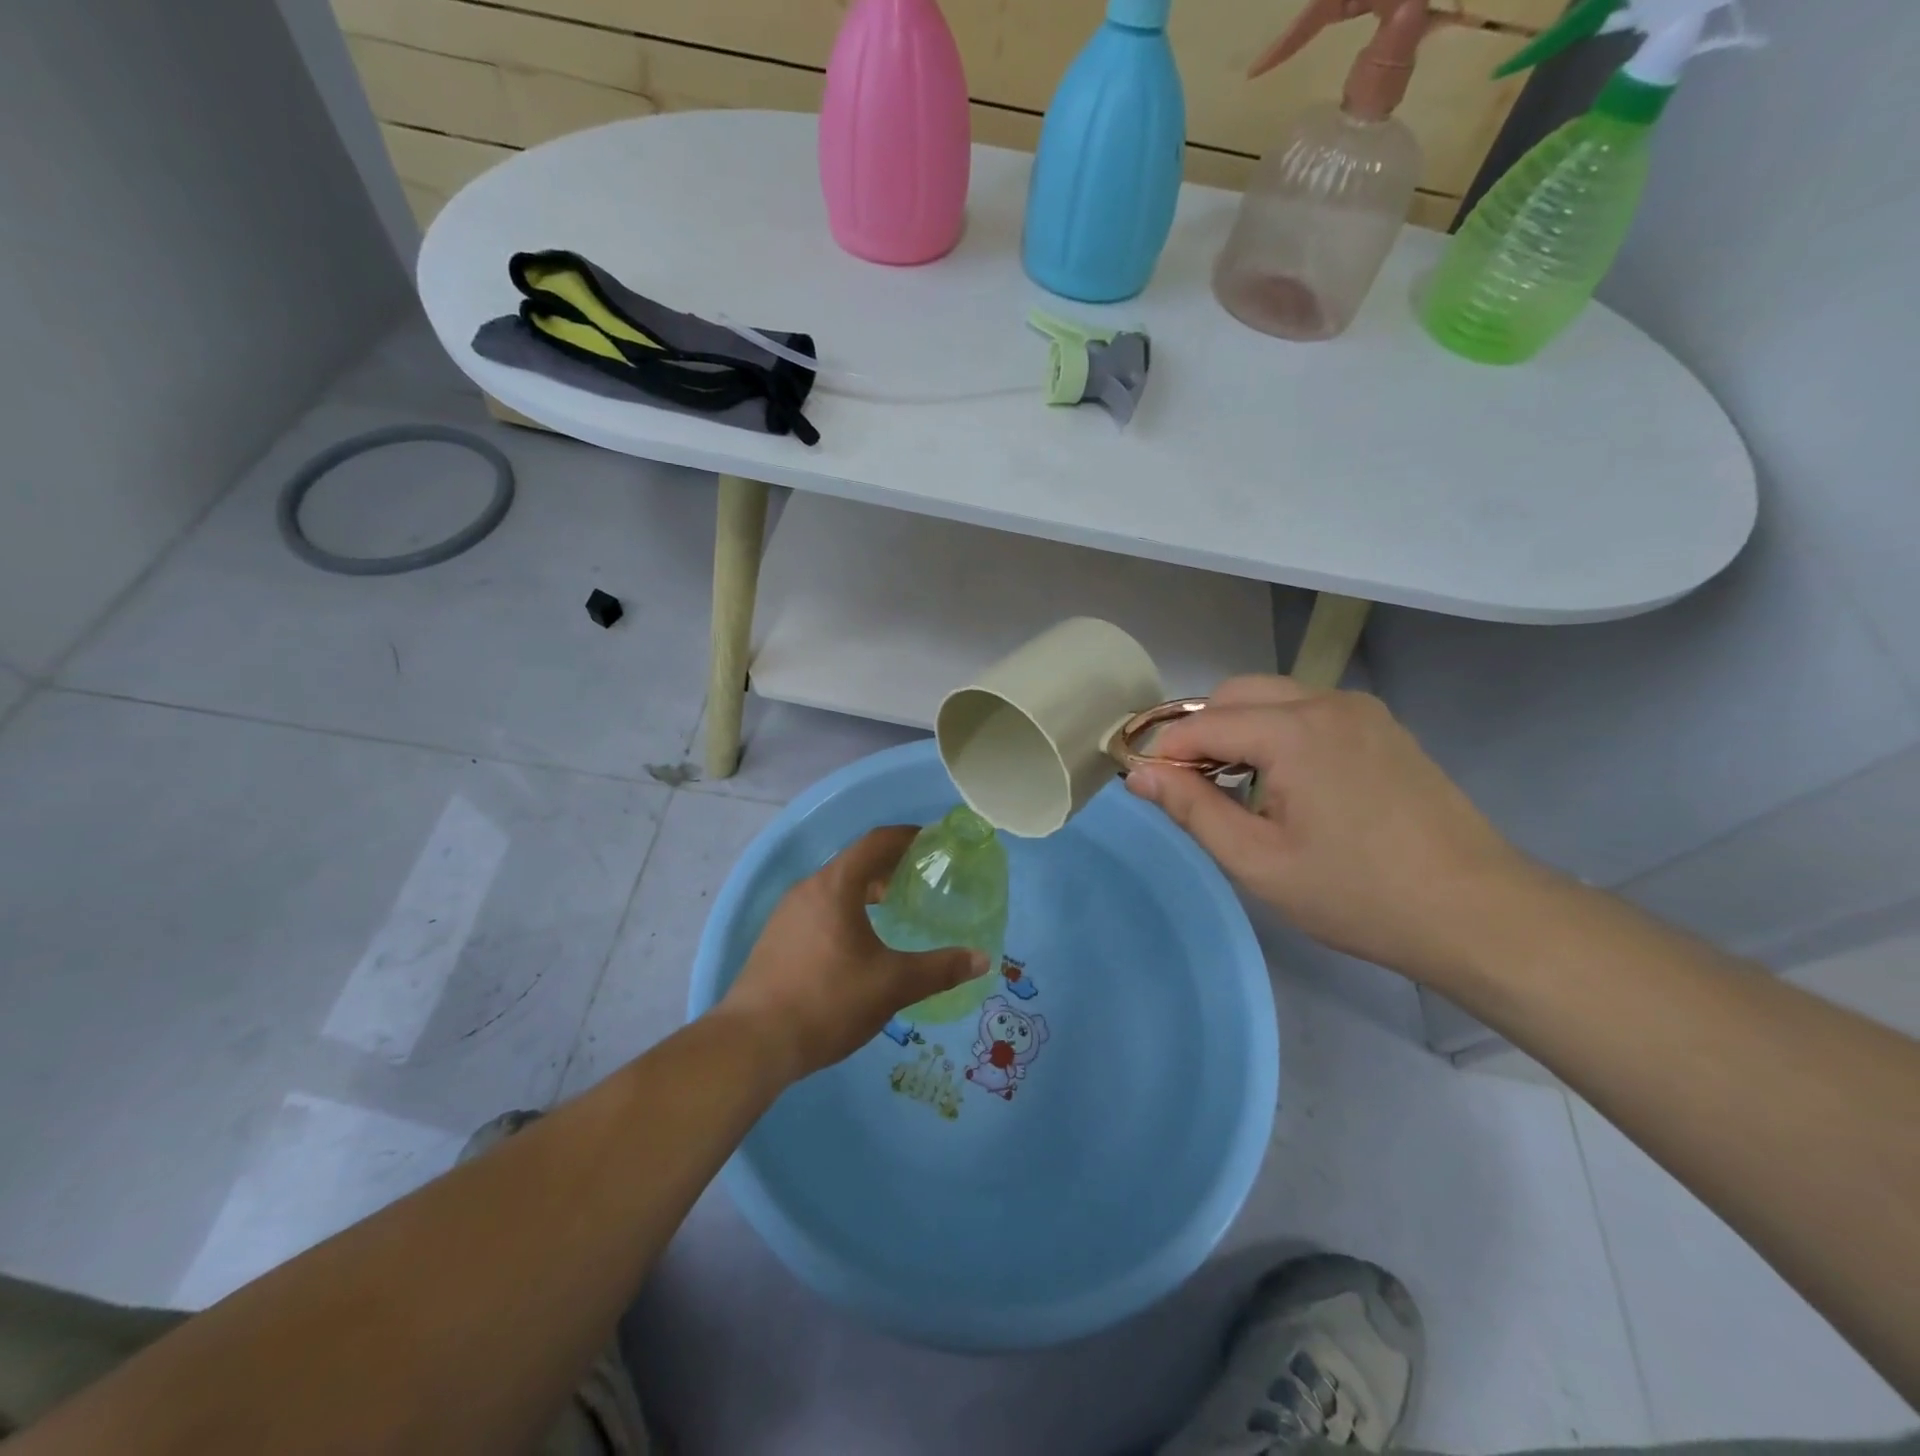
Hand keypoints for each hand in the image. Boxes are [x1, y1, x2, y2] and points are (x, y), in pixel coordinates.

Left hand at [717, 826, 990, 1080]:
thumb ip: (940, 969)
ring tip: (891, 908)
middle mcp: (807, 889)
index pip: (876, 842)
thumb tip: (982, 959)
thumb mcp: (892, 985)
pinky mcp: (775, 939)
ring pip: (833, 887)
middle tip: (920, 879)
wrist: (753, 1043)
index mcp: (835, 886)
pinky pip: (818, 909)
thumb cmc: (828, 1001)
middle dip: (888, 866)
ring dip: (864, 889)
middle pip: (854, 862)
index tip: (932, 841)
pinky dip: (844, 910)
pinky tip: (856, 943)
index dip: (907, 837)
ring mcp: (786, 914)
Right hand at [1127, 676, 1542, 985]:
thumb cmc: (1358, 894)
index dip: (1165, 752)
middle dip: (1200, 732)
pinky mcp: (1382, 727)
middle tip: (1190, 788)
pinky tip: (1284, 782)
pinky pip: (1308, 711)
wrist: (1478, 913)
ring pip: (1272, 697)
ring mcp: (1361, 711)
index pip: (1203, 723)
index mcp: (1294, 731)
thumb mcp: (1259, 861)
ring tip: (1234, 788)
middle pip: (1235, 694)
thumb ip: (1192, 809)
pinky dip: (1276, 732)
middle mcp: (1327, 702)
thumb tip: (1138, 775)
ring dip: (1238, 730)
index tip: (1145, 785)